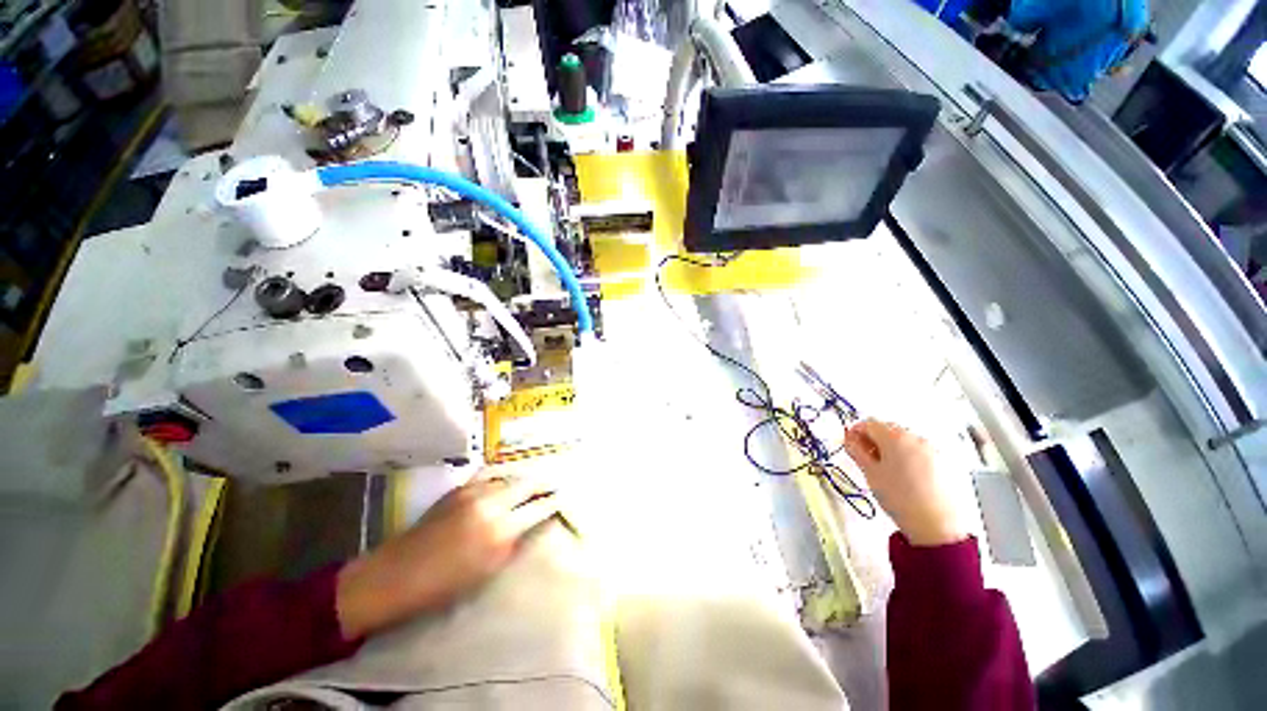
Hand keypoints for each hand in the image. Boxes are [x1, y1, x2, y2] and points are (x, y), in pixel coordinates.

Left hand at [336, 476, 557, 638]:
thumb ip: (514, 542)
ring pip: (511, 475)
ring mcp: (474, 491)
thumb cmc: (444, 585)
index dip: (554, 500)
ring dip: (526, 477)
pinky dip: (505, 474)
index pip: (539, 507)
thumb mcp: (488, 570)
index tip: (564, 497)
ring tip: (535, 480)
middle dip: (545, 483)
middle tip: (556, 484)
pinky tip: (509, 476)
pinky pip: (490, 473)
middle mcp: (492, 503)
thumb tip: (532, 524)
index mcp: (501, 530)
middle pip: (529, 483)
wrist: (397, 574)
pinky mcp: (460, 487)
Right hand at [843, 419, 967, 546]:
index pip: (869, 423)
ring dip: (891, 448)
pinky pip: (919, 451)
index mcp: (895, 436)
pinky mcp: (944, 461)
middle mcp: (915, 437)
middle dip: (874, 439)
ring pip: (904, 440)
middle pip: (888, 429)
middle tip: (865, 458)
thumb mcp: (870, 473)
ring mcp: (933, 448)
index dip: (855, 432)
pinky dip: (908, 456)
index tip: (850, 444)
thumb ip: (856, 451)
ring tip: (886, 469)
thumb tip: (849, 439)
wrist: (938, 525)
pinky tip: (905, 476)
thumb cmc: (898, 497)